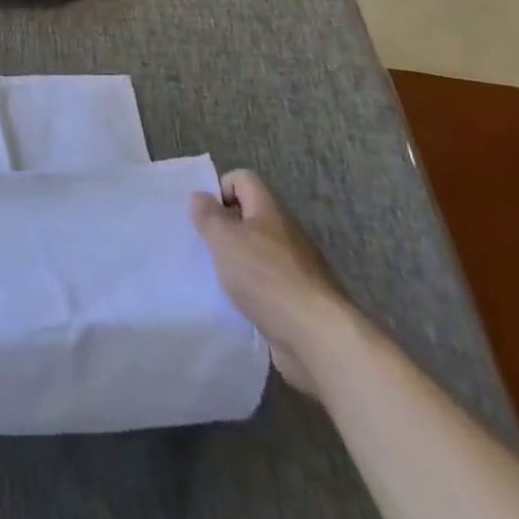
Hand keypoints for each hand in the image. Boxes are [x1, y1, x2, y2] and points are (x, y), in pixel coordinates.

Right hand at [190, 170, 353, 396]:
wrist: (318, 339)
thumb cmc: (266, 277)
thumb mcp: (224, 239)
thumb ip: (208, 215)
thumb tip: (200, 196)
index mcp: (270, 210)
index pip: (244, 179)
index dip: (221, 189)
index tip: (205, 215)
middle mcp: (287, 233)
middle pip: (251, 217)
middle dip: (226, 230)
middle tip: (206, 248)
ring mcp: (298, 269)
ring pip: (259, 253)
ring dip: (238, 263)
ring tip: (218, 280)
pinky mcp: (302, 301)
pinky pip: (270, 286)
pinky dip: (254, 292)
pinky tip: (241, 307)